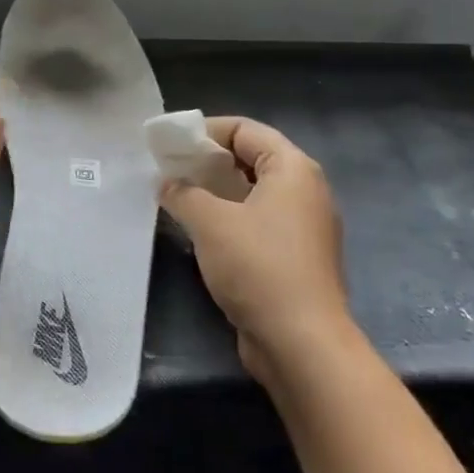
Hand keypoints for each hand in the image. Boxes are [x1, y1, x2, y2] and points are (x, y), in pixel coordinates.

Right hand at [160, 117, 351, 381]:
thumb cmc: (258, 267)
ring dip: (215, 192)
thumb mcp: (210, 222)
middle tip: (168, 171)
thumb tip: (168, 183)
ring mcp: (304, 226)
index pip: (245, 129)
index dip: (205, 131)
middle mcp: (305, 191)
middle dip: (207, 162)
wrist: (301, 342)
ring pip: (252, 193)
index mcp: (293, 169)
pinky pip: (257, 222)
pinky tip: (199, 232)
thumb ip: (183, 193)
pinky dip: (229, 219)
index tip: (170, 146)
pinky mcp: (295, 257)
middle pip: (251, 158)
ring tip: (177, 198)